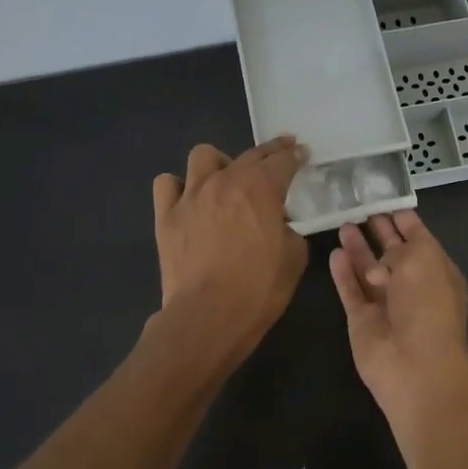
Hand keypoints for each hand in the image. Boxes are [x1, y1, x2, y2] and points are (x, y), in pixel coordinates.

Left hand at [152, 138, 307, 368]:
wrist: (209, 315)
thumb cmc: (259, 288)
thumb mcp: (294, 257)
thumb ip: (289, 230)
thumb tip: (278, 223)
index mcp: (261, 188)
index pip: (283, 160)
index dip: (295, 155)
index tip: (302, 153)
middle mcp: (224, 181)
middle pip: (249, 154)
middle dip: (268, 153)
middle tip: (278, 157)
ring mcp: (191, 196)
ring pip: (203, 156)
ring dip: (220, 163)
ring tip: (227, 179)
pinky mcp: (166, 216)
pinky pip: (167, 184)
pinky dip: (179, 187)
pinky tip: (190, 200)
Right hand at [328, 211, 467, 413]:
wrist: (414, 363)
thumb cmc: (427, 304)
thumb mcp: (423, 259)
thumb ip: (403, 245)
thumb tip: (384, 253)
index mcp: (436, 270)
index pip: (419, 238)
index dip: (403, 219)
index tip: (383, 198)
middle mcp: (412, 286)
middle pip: (392, 253)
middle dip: (379, 231)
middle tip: (359, 207)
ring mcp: (386, 304)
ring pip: (368, 270)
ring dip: (358, 249)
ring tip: (343, 224)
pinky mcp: (362, 319)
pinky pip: (350, 290)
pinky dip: (343, 273)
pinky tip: (334, 253)